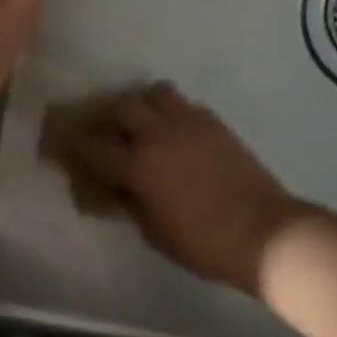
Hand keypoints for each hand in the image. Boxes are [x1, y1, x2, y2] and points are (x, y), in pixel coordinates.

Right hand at [73, 84, 302, 295]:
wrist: (264, 233)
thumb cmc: (203, 243)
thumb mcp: (155, 233)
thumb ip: (132, 205)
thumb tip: (121, 189)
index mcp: (138, 166)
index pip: (95, 146)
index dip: (79, 144)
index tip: (72, 145)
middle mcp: (159, 136)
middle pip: (124, 106)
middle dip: (114, 118)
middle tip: (116, 135)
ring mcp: (189, 125)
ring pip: (156, 93)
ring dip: (147, 106)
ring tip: (149, 125)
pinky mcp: (216, 124)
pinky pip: (186, 105)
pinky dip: (175, 114)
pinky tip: (179, 134)